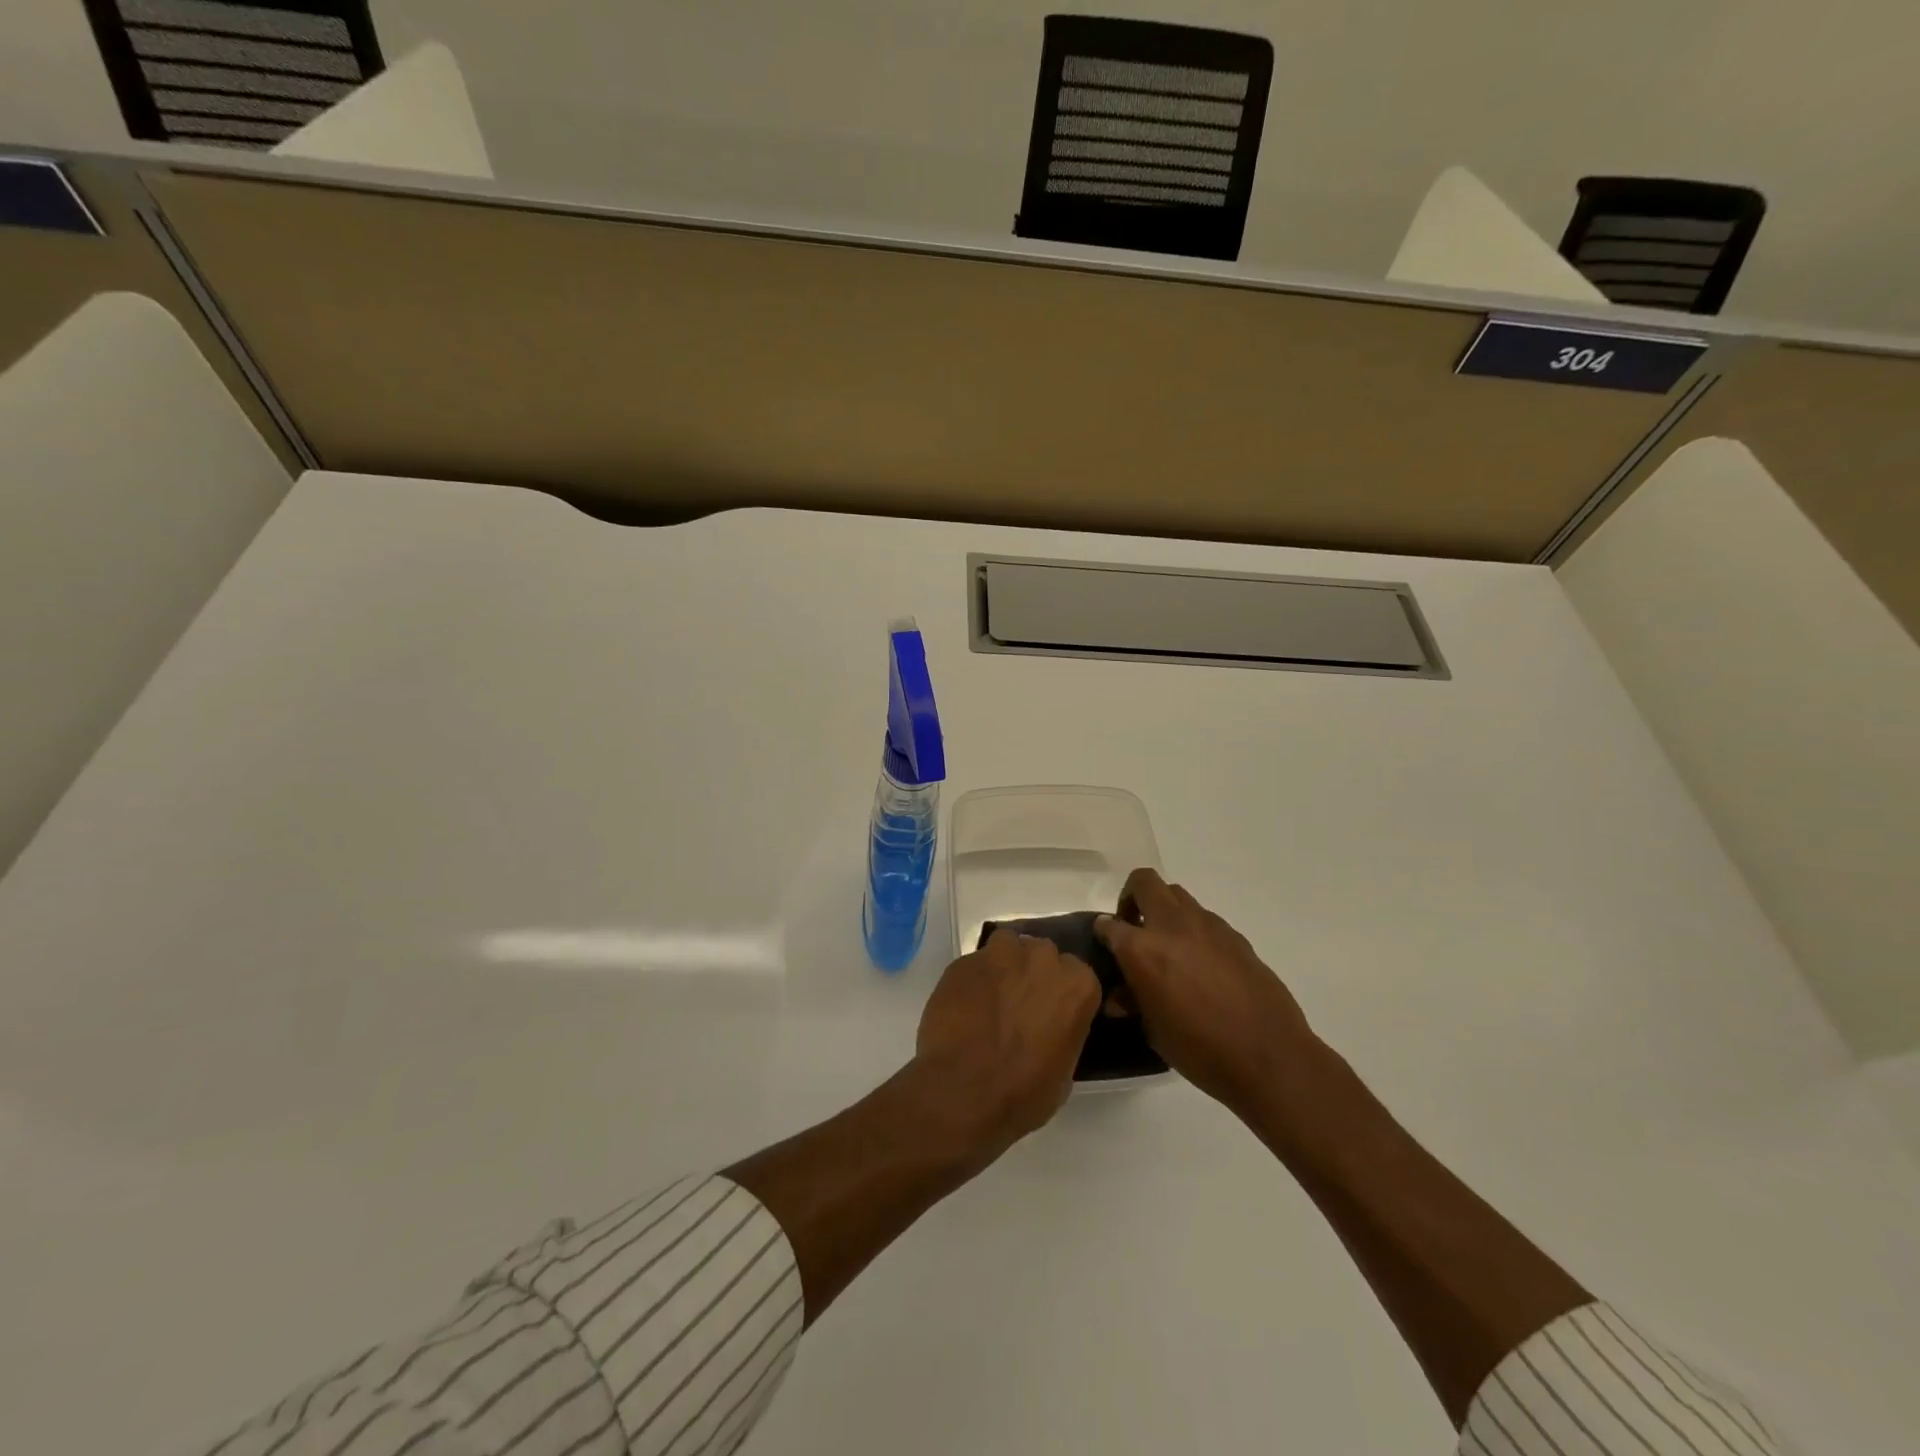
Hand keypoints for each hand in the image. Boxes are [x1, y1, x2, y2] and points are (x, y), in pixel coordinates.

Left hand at [911, 928, 1101, 1165]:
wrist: (964, 1091)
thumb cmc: (1024, 1092)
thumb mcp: (1064, 1071)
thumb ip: (1062, 1033)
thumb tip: (1049, 1029)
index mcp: (1077, 984)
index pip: (1076, 974)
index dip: (1061, 992)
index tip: (1051, 1011)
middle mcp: (1042, 958)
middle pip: (1041, 953)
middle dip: (1033, 972)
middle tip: (1020, 1004)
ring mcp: (1000, 955)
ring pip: (1006, 946)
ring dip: (1003, 966)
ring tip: (991, 997)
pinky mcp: (964, 961)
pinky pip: (974, 964)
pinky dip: (972, 980)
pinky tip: (964, 1007)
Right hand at [1095, 868, 1318, 1116]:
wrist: (1268, 1056)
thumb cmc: (1200, 1050)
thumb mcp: (1153, 1030)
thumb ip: (1133, 1002)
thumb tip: (1119, 996)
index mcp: (1143, 949)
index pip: (1110, 925)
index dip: (1103, 932)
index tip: (1105, 944)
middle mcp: (1172, 926)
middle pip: (1145, 882)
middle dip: (1132, 897)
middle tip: (1134, 927)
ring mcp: (1207, 926)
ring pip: (1177, 895)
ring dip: (1165, 911)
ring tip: (1168, 946)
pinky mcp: (1235, 935)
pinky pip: (1204, 919)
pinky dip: (1193, 930)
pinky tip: (1200, 964)